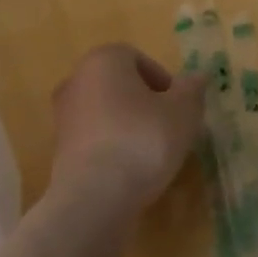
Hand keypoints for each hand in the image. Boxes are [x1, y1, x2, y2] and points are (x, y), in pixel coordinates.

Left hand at [49, 44, 206, 214]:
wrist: (94, 197)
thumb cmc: (143, 140)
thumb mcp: (183, 112)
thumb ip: (192, 90)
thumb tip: (198, 76)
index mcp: (104, 59)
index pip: (138, 59)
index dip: (163, 81)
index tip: (179, 108)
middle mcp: (77, 79)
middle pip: (120, 85)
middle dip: (146, 103)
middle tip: (170, 128)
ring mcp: (63, 115)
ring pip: (106, 112)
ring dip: (129, 126)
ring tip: (152, 153)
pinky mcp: (59, 149)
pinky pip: (95, 139)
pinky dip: (112, 147)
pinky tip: (130, 170)